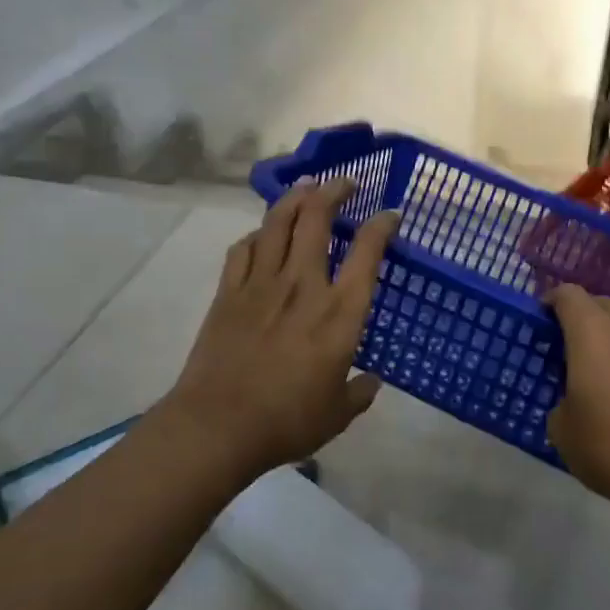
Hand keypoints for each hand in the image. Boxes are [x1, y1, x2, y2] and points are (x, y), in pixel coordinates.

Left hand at [164, 177, 397, 479]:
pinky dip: (257, 235)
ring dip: (295, 198)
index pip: (368, 252)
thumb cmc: (287, 421)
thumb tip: (371, 381)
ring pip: (278, 222)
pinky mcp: (229, 292)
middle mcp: (303, 285)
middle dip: (334, 191)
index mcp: (339, 312)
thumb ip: (359, 393)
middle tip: (345, 183)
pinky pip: (243, 248)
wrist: (219, 426)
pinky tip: (262, 235)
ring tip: (306, 188)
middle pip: (317, 218)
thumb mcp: (338, 414)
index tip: (390, 213)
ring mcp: (262, 283)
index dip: (382, 225)